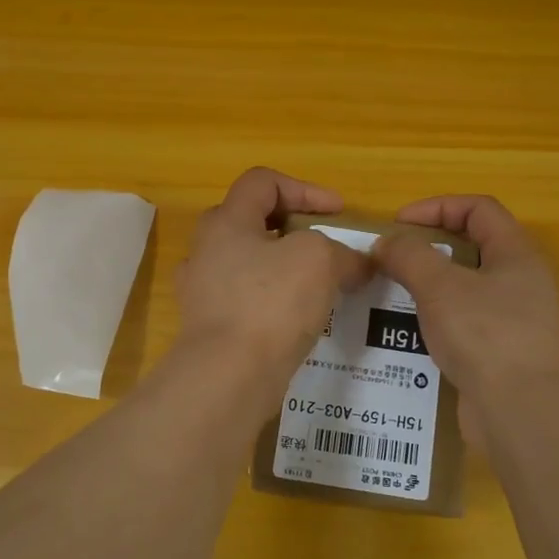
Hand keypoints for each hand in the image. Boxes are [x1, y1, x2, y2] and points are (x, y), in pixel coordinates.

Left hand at [175, 168, 369, 389]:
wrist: (228, 376)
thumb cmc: (270, 303)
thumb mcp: (319, 260)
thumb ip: (342, 253)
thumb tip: (356, 265)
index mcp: (226, 222)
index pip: (262, 182)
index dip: (305, 189)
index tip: (338, 213)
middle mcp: (206, 251)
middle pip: (252, 222)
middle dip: (292, 230)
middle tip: (323, 247)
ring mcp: (203, 291)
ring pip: (249, 265)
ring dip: (284, 269)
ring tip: (318, 287)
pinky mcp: (210, 327)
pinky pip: (247, 302)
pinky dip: (274, 304)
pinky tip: (299, 322)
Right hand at [374, 195, 558, 438]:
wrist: (522, 411)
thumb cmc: (485, 334)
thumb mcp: (440, 285)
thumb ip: (409, 256)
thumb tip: (386, 243)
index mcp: (516, 253)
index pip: (478, 209)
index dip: (437, 206)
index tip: (398, 224)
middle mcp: (521, 281)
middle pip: (472, 248)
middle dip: (428, 249)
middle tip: (392, 261)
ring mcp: (514, 320)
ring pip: (465, 290)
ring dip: (428, 288)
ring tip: (392, 297)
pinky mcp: (501, 354)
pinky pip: (464, 325)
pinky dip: (436, 322)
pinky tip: (408, 336)